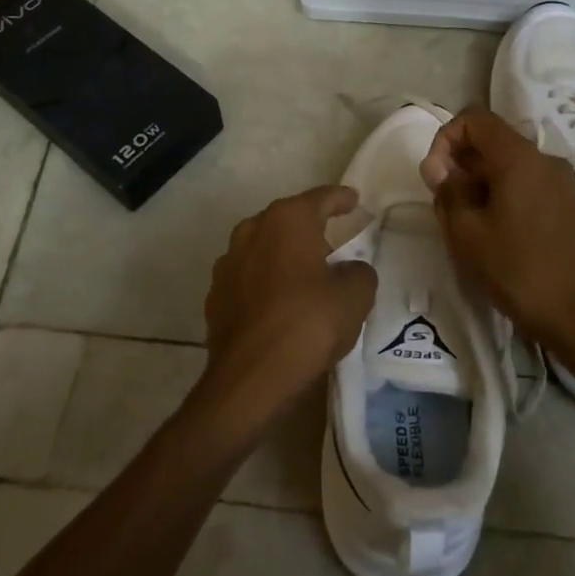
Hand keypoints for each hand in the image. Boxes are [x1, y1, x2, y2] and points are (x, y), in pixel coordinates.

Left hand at [200, 185, 377, 420]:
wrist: (250, 377)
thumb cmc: (308, 324)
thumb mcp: (354, 297)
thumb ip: (359, 272)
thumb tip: (349, 270)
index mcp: (287, 221)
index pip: (320, 198)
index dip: (340, 198)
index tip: (353, 199)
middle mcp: (252, 230)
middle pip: (287, 220)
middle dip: (309, 227)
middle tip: (333, 241)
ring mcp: (228, 263)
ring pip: (263, 247)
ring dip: (283, 255)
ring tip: (305, 274)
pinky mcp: (216, 295)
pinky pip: (248, 278)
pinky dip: (265, 282)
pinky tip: (278, 302)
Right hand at [421, 107, 574, 352]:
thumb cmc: (518, 270)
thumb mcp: (466, 232)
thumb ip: (448, 191)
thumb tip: (440, 169)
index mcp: (519, 158)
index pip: (474, 118)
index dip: (445, 138)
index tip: (435, 177)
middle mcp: (543, 159)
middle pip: (492, 140)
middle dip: (459, 163)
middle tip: (445, 204)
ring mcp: (559, 182)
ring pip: (506, 164)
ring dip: (477, 182)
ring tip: (465, 223)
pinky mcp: (566, 204)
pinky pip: (524, 183)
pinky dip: (500, 194)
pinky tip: (491, 232)